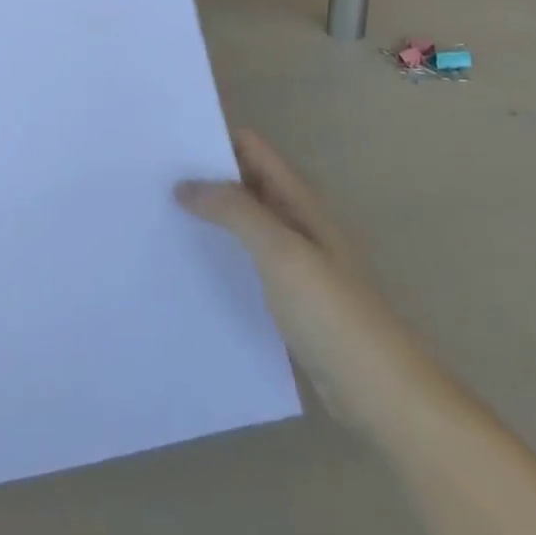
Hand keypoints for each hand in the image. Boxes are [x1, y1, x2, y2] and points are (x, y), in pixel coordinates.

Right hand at [179, 131, 429, 423]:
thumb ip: (235, 211)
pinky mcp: (291, 297)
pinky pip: (248, 259)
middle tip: (151, 177)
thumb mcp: (280, 252)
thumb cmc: (333, 314)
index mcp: (300, 201)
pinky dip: (221, 251)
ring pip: (244, 220)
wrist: (384, 396)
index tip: (166, 141)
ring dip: (209, 214)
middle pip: (246, 181)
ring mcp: (296, 260)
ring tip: (159, 215)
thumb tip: (186, 184)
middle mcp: (298, 221)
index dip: (213, 138)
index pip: (252, 148)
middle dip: (204, 174)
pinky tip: (190, 265)